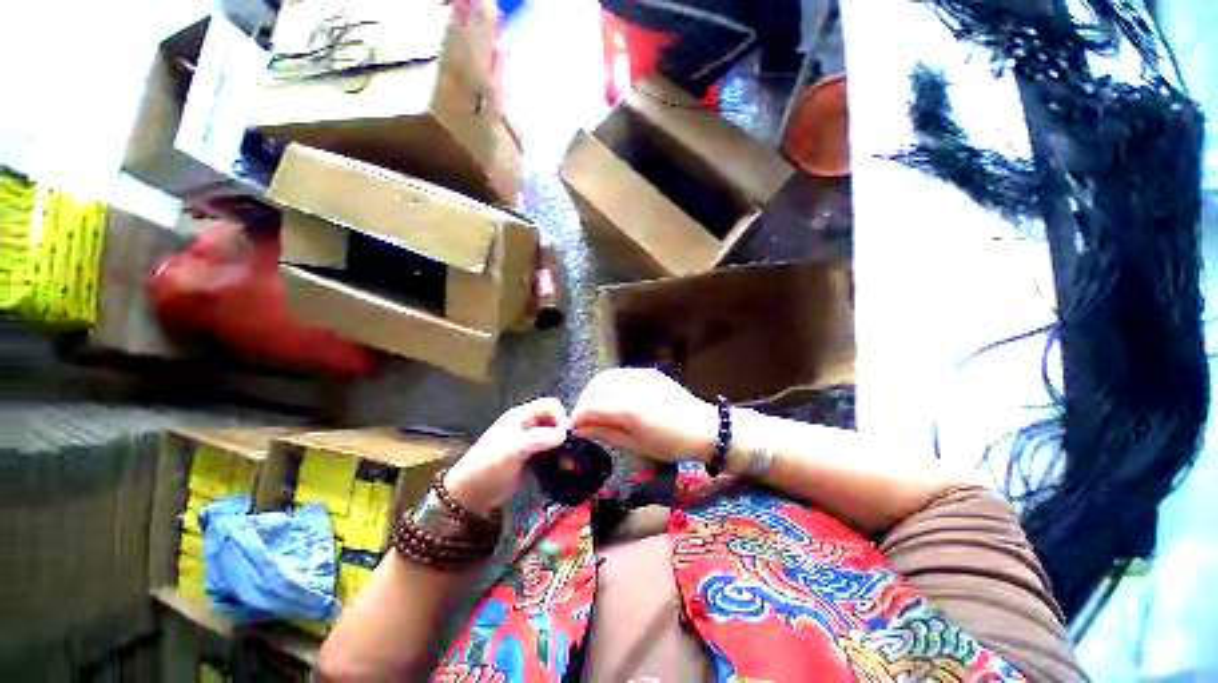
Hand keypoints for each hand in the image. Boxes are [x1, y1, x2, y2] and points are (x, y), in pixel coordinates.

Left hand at [444, 398, 568, 516]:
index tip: (565, 436)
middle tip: (567, 450)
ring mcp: (529, 442)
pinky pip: (549, 452)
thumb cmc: (490, 465)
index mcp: (522, 415)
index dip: (560, 417)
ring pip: (553, 436)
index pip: (551, 405)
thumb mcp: (515, 448)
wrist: (471, 494)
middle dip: (562, 432)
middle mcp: (527, 425)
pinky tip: (559, 468)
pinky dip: (556, 457)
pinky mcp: (530, 458)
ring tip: (566, 461)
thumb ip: (540, 438)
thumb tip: (564, 434)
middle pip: (554, 420)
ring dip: (560, 446)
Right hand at [571, 368, 716, 462]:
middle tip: (582, 419)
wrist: (705, 428)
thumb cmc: (672, 445)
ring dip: (593, 391)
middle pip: (595, 388)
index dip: (577, 416)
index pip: (592, 406)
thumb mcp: (636, 445)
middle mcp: (634, 386)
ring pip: (605, 377)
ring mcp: (642, 375)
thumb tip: (581, 429)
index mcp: (632, 410)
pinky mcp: (649, 371)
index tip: (573, 428)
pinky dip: (607, 384)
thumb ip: (606, 433)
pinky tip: (609, 396)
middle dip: (583, 403)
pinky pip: (619, 373)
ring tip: (593, 407)